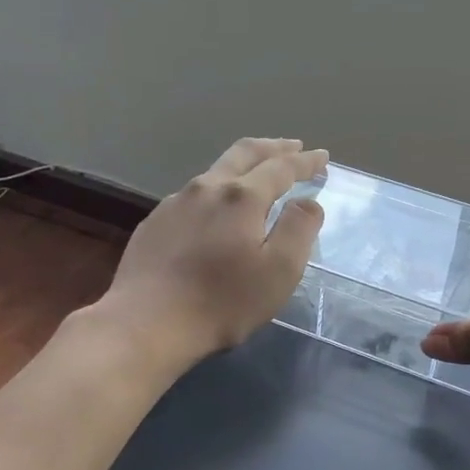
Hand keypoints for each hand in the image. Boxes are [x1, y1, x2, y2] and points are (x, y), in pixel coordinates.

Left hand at [95, 138, 326, 372]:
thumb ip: (299, 230)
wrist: (147, 323)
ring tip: (257, 173)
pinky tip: (216, 208)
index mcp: (242, 197)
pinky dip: (216, 190)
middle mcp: (207, 188)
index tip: (322, 157)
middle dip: (273, 148)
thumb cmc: (223, 301)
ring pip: (215, 171)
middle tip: (293, 146)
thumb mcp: (279, 271)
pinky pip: (193, 195)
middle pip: (244, 153)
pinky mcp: (155, 222)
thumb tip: (308, 202)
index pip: (281, 168)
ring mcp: (175, 203)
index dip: (305, 162)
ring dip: (243, 165)